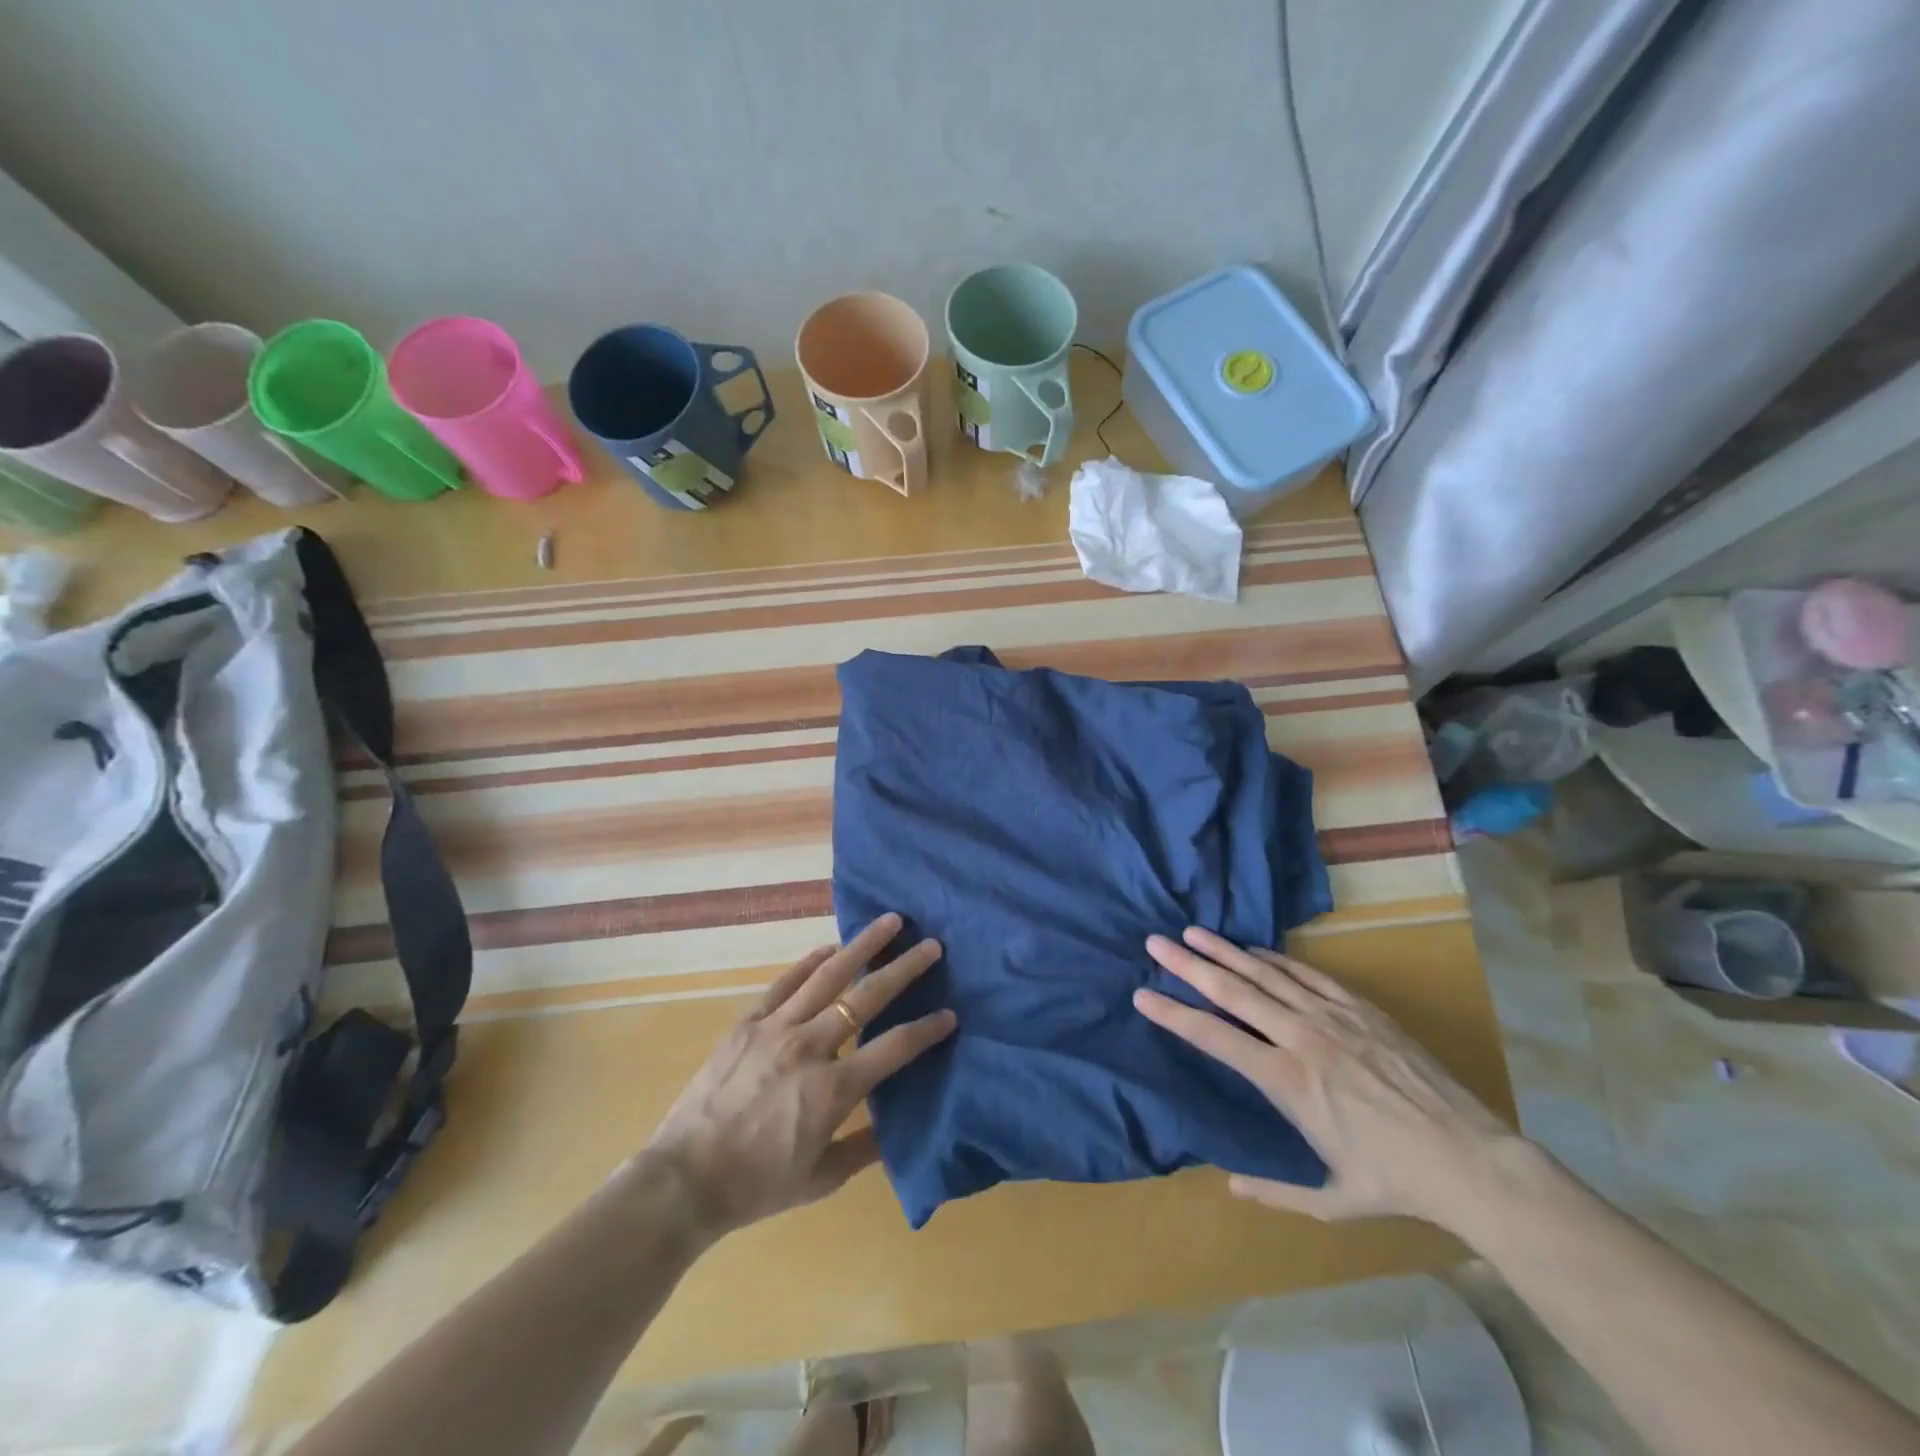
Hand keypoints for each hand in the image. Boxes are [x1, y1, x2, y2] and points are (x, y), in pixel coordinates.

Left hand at [643, 913, 954, 1240]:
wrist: (683, 1180)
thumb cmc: (756, 1186)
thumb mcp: (820, 1179)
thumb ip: (864, 1149)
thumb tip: (898, 1128)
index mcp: (833, 1090)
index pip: (894, 1048)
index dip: (926, 1030)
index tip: (950, 1015)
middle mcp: (810, 1047)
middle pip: (866, 998)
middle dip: (904, 969)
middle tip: (931, 945)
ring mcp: (776, 1028)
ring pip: (828, 976)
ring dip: (862, 946)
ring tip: (890, 922)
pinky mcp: (748, 1022)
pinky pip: (785, 983)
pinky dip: (810, 962)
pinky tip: (829, 947)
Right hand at [1133, 927, 1519, 1230]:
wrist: (1471, 1159)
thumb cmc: (1396, 1181)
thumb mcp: (1332, 1200)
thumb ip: (1276, 1192)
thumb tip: (1229, 1187)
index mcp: (1286, 1081)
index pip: (1214, 1037)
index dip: (1173, 1014)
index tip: (1142, 995)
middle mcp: (1300, 1038)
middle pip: (1232, 991)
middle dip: (1188, 965)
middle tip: (1155, 943)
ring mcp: (1331, 1017)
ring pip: (1265, 974)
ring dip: (1225, 951)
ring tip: (1192, 932)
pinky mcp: (1360, 1009)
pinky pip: (1306, 974)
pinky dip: (1274, 960)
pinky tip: (1253, 950)